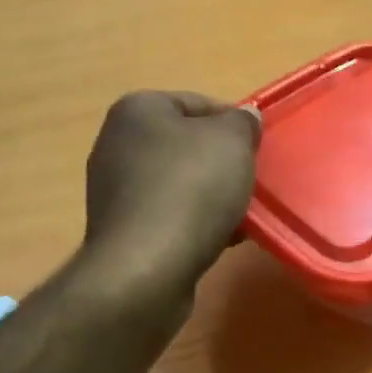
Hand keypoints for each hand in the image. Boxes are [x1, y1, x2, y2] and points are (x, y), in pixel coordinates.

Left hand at [81, 91, 260, 295]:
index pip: (197, 103)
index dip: (233, 122)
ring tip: (241, 214)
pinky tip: (220, 238)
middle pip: (186, 144)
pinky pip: (168, 214)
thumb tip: (244, 117)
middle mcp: (117, 143)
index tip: (257, 148)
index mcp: (137, 110)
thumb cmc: (191, 189)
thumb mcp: (232, 141)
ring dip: (211, 195)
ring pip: (179, 182)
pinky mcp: (121, 229)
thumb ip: (242, 122)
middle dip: (222, 162)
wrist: (146, 270)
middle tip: (251, 180)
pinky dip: (193, 222)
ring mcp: (114, 189)